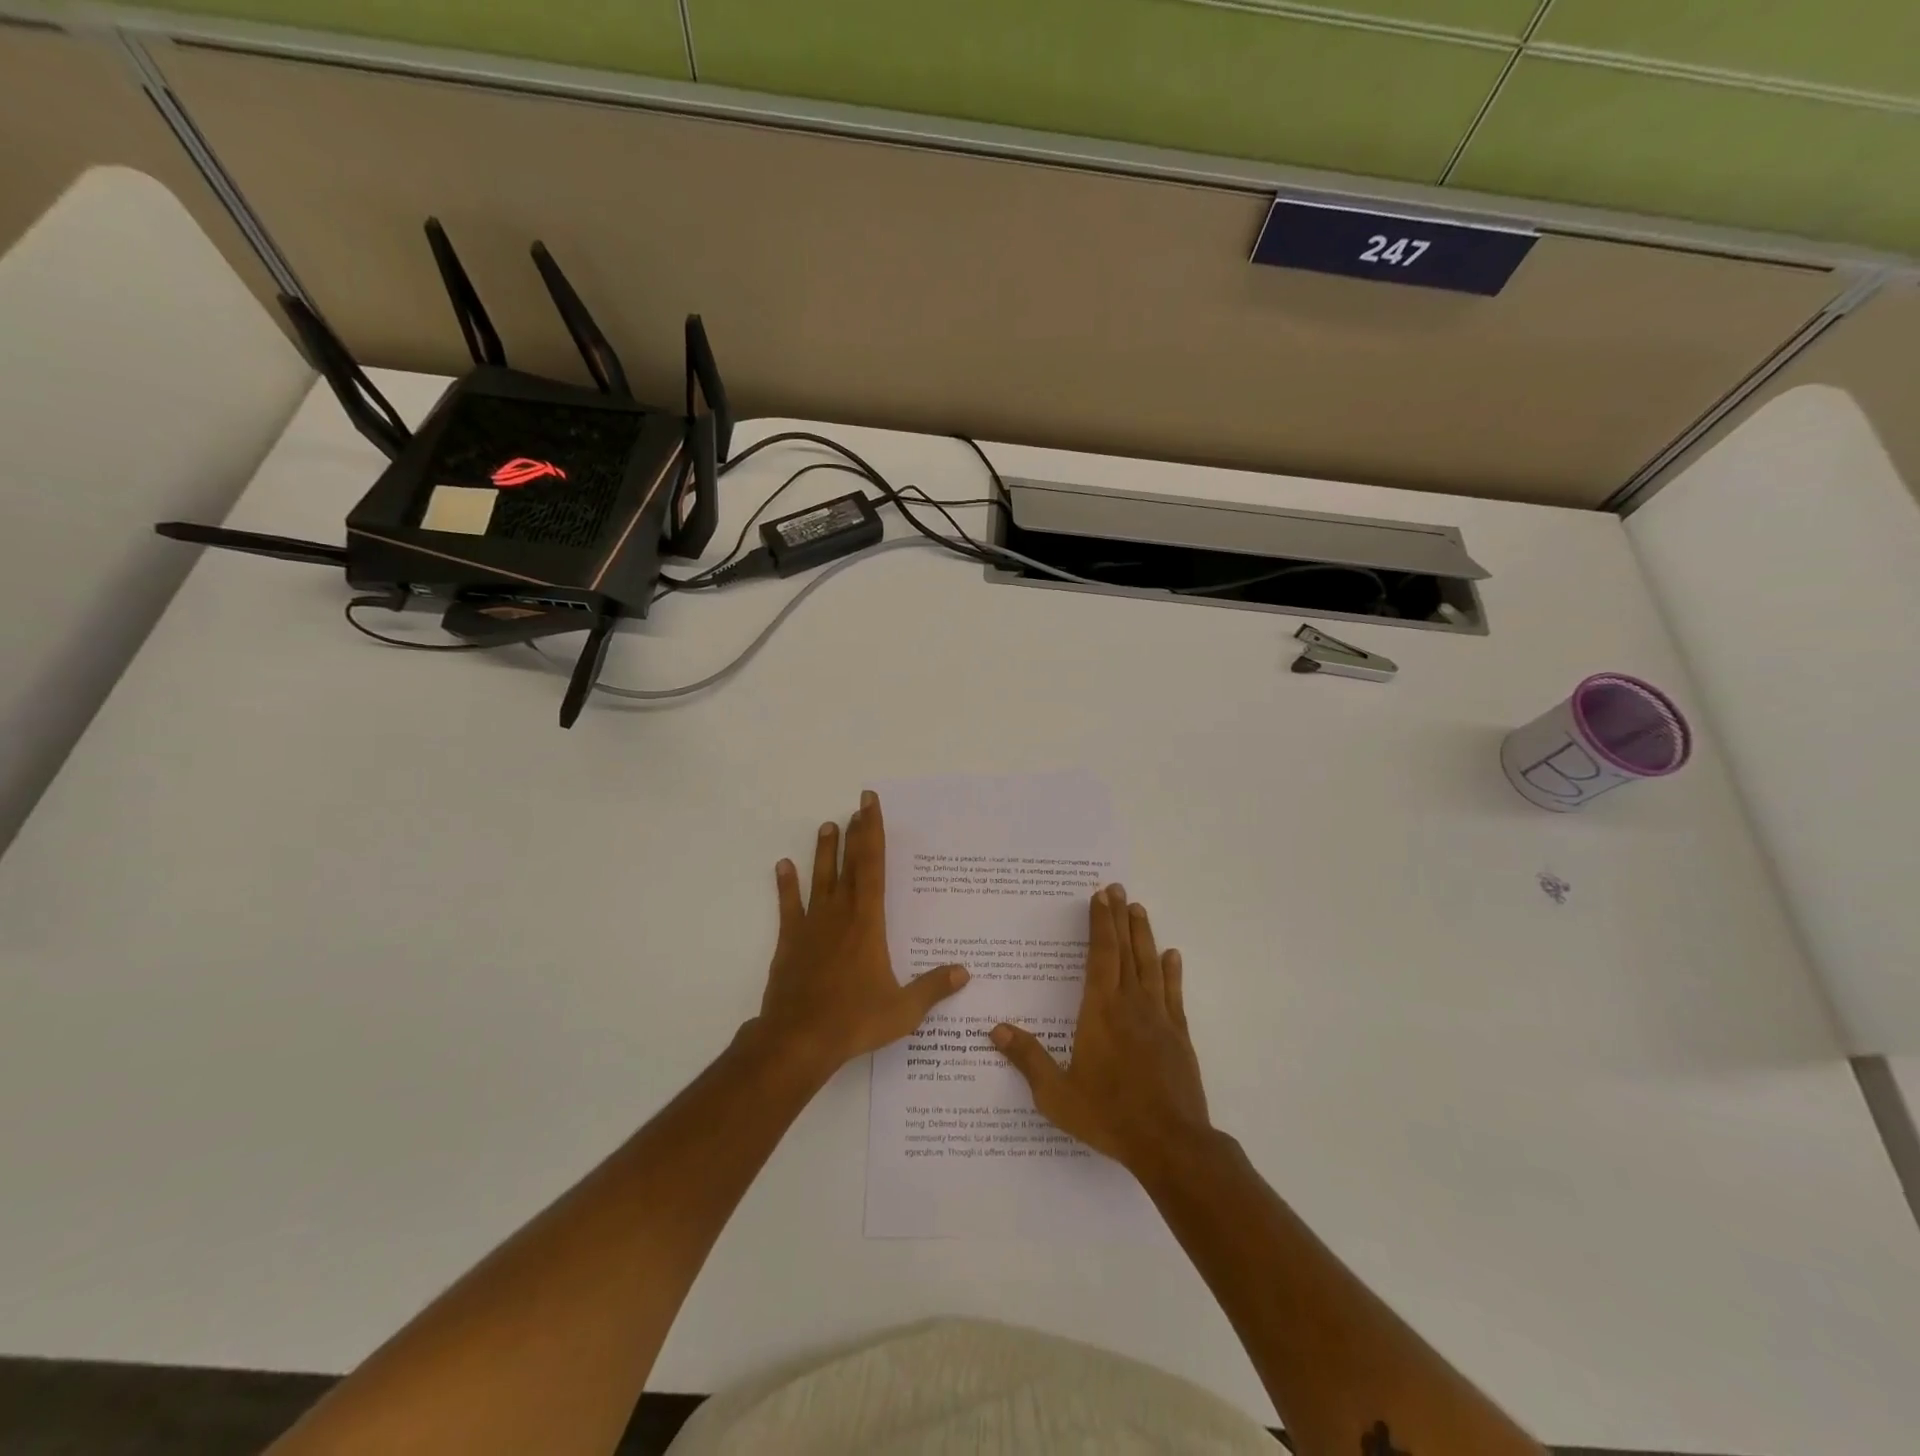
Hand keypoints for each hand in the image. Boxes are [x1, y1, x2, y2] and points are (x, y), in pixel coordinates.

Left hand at [753, 790, 969, 1079]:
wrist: (798, 1039)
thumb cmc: (854, 1020)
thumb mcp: (903, 1010)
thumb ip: (933, 988)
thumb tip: (964, 972)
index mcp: (868, 922)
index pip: (873, 867)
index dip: (873, 833)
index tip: (870, 805)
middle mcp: (840, 914)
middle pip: (850, 864)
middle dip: (856, 833)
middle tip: (858, 806)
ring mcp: (812, 925)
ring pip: (820, 878)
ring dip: (824, 851)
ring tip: (827, 826)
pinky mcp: (790, 941)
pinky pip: (788, 906)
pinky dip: (786, 885)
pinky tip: (783, 865)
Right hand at [991, 884, 1210, 1178]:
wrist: (1171, 1143)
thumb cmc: (1109, 1115)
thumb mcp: (1057, 1094)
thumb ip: (1028, 1059)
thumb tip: (995, 1030)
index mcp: (1100, 1011)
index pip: (1100, 955)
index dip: (1099, 923)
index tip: (1100, 896)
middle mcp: (1130, 1004)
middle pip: (1124, 950)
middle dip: (1119, 917)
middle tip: (1118, 888)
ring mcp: (1159, 1017)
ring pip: (1150, 964)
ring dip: (1143, 934)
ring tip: (1139, 909)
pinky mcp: (1179, 1035)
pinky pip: (1174, 993)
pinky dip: (1171, 971)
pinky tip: (1171, 956)